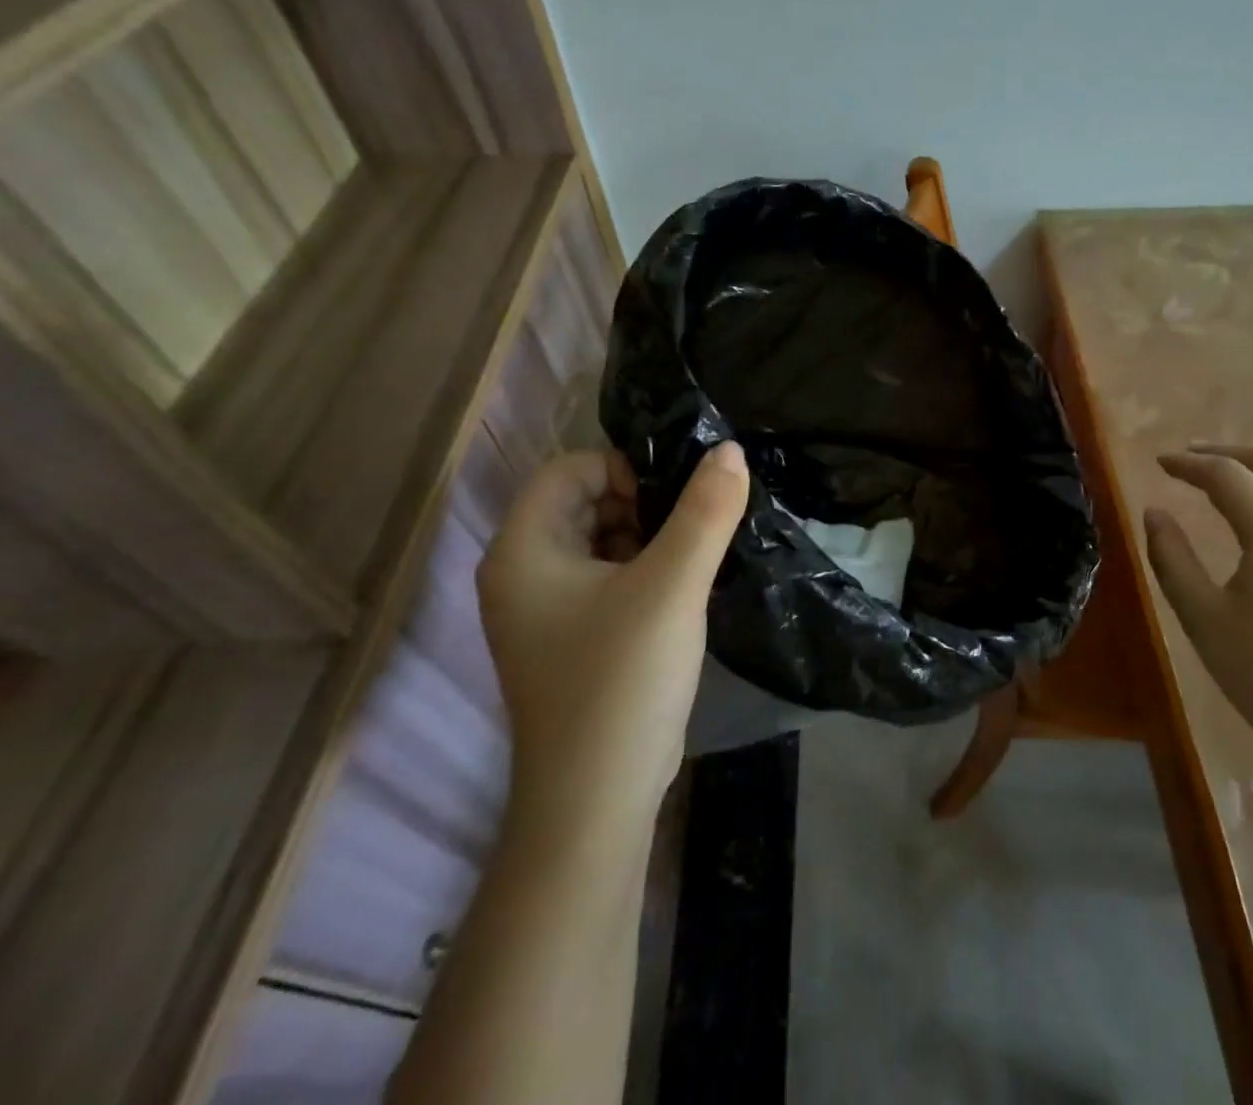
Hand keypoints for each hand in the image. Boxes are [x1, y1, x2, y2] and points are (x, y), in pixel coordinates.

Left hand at [476, 443, 749, 833]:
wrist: (597, 802)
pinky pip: (607, 578)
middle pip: (584, 502)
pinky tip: (683, 589)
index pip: (570, 469)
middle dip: (643, 503)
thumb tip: (730, 450)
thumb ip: (705, 512)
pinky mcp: (572, 639)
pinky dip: (644, 570)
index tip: (675, 501)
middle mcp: (522, 574)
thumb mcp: (673, 586)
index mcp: (522, 550)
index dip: (624, 469)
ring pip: (600, 540)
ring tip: (695, 555)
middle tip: (694, 526)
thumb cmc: (622, 680)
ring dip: (649, 537)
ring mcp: (544, 611)